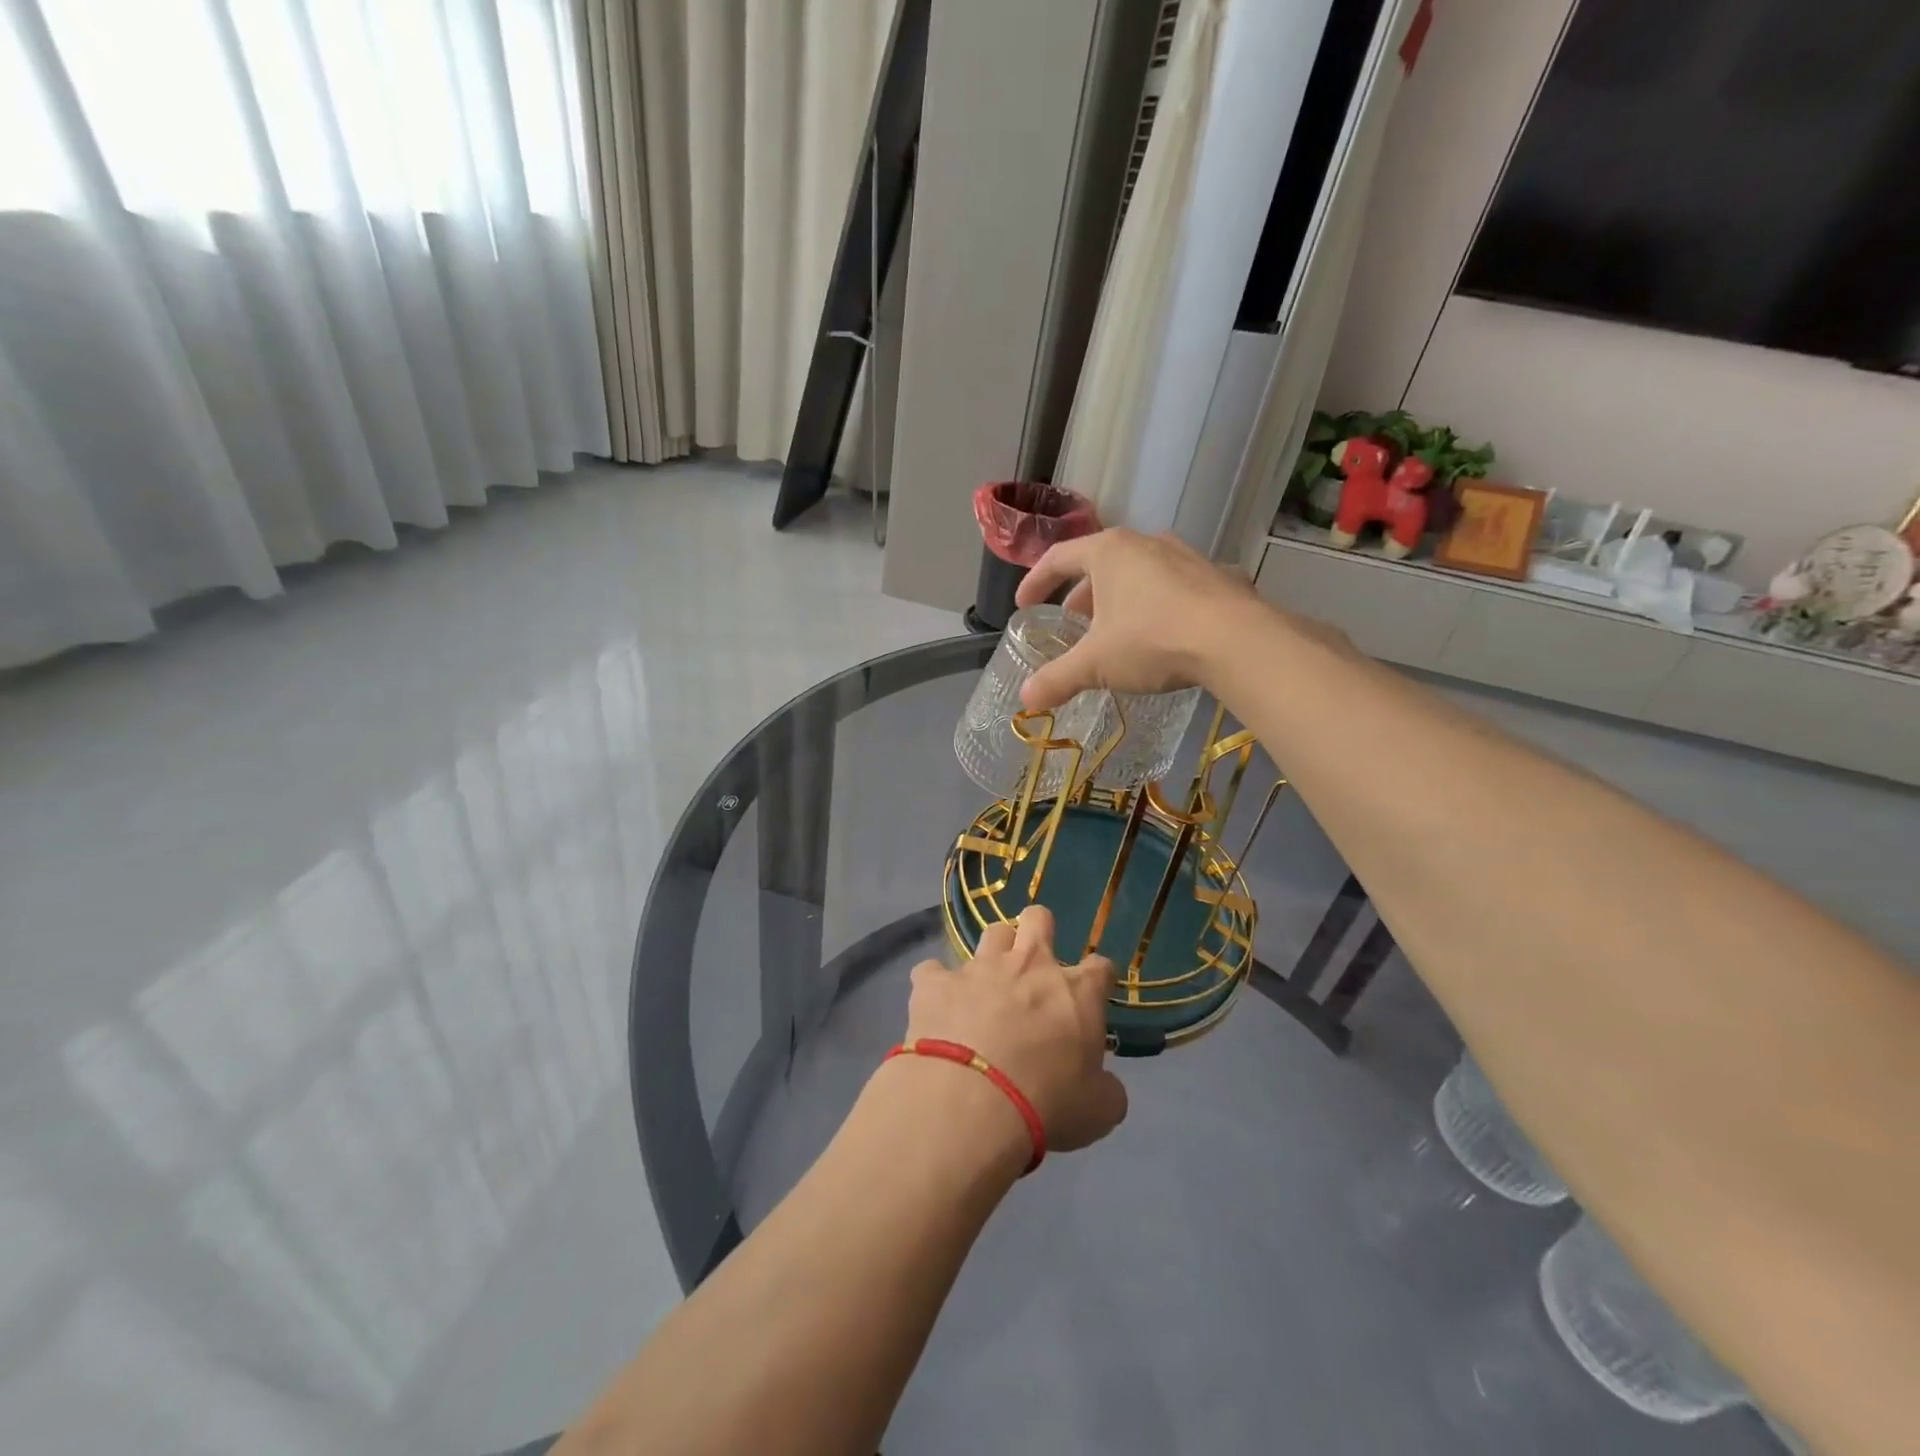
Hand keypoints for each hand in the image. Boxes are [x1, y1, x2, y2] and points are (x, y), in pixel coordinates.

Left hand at [902, 905, 1127, 1153]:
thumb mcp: (1098, 1110)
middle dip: (1038, 931)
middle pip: (1038, 919)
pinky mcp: (934, 982)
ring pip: (991, 933)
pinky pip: (933, 971)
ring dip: (993, 953)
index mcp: (1076, 992)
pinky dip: (937, 986)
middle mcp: (1028, 965)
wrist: (970, 1102)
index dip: (1097, 979)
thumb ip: (1106, 1089)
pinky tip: (937, 1007)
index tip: (1092, 997)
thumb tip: (1103, 1084)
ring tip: (989, 984)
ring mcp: (978, 968)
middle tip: (1034, 966)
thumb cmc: (1046, 1104)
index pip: (1100, 967)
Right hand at [1012, 528, 1257, 711]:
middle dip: (1081, 594)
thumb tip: (1026, 700)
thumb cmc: (1152, 640)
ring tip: (1115, 629)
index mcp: (1108, 552)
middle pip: (1100, 563)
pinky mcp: (1216, 576)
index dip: (1036, 582)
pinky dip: (1157, 605)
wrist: (1236, 641)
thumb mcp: (1096, 664)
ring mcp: (1185, 556)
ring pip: (1139, 573)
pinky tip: (1163, 633)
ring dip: (1120, 598)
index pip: (1058, 558)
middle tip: (1073, 623)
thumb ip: (1057, 679)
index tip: (1024, 605)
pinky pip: (1174, 587)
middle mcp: (1145, 543)